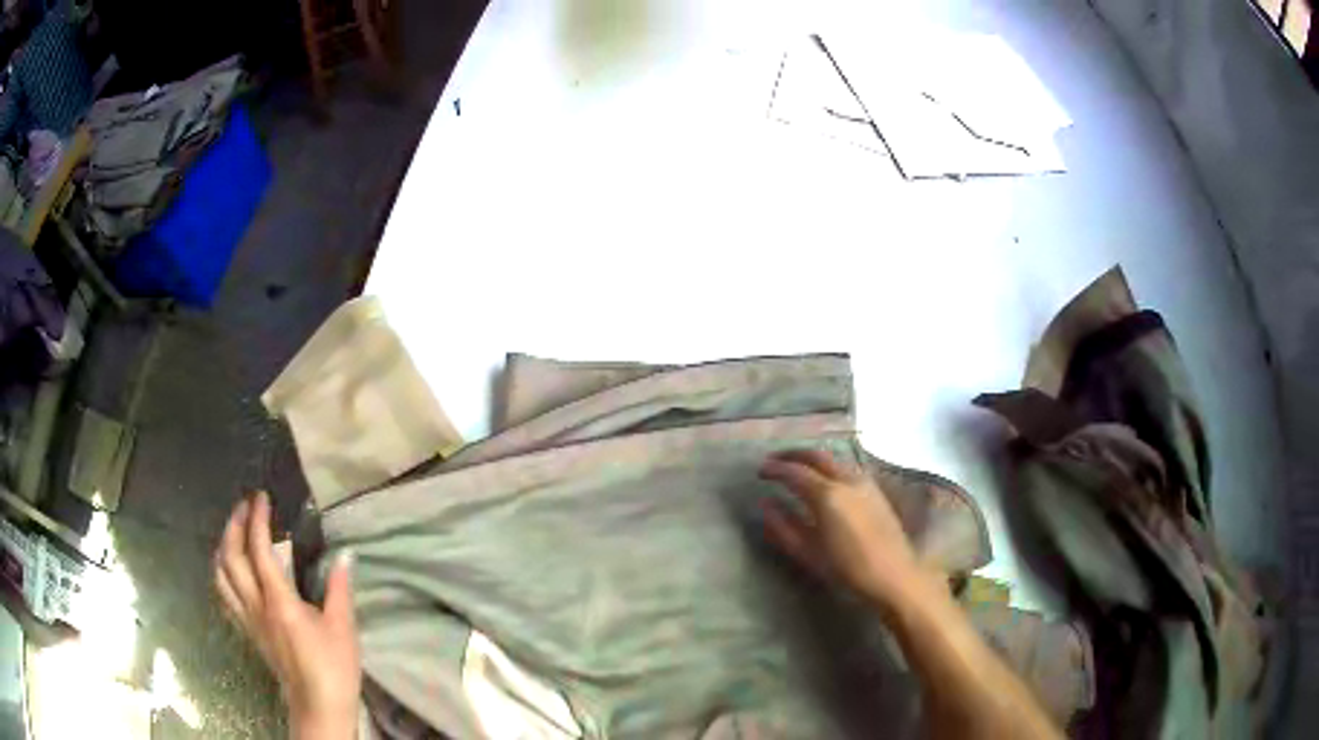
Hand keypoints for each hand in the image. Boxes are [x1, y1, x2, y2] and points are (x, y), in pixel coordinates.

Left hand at [213, 492, 359, 739]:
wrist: (319, 706)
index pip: (258, 550)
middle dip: (233, 525)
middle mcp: (255, 606)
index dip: (257, 520)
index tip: (261, 498)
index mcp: (279, 601)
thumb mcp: (343, 627)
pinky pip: (224, 596)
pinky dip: (222, 574)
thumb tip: (344, 555)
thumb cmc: (334, 667)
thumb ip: (338, 588)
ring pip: (220, 576)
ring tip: (233, 532)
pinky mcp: (247, 632)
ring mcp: (247, 620)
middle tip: (244, 506)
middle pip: (230, 557)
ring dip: (223, 547)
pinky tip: (231, 571)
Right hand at [759, 449, 934, 610]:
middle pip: (816, 456)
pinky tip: (826, 480)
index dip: (774, 469)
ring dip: (813, 458)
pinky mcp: (877, 491)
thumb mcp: (808, 554)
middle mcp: (846, 480)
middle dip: (793, 454)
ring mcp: (865, 483)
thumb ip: (783, 527)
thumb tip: (765, 504)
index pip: (794, 472)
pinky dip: (831, 466)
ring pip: (835, 459)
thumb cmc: (847, 571)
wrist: (894, 577)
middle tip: (775, 461)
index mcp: (827, 495)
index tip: (760, 471)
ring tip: (798, 468)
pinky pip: (848, 468)